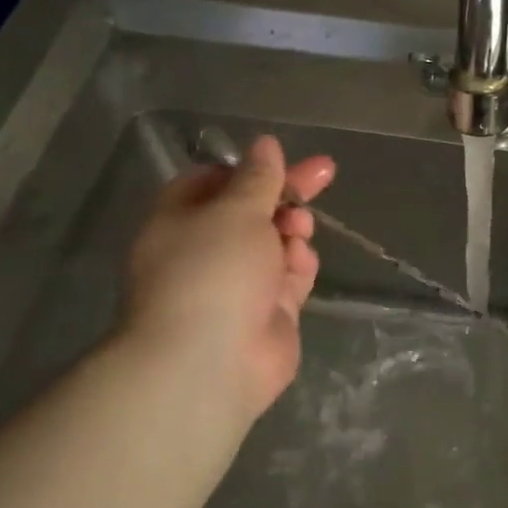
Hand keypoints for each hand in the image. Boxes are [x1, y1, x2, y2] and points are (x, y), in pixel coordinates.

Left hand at [118, 135, 335, 420]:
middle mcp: (207, 249)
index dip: (249, 169)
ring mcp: (238, 283)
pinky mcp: (267, 312)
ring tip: (298, 231)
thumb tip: (265, 144)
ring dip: (292, 230)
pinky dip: (298, 265)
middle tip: (325, 173)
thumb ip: (258, 177)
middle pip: (253, 211)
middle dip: (287, 194)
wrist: (209, 363)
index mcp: (181, 220)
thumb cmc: (212, 271)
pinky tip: (299, 263)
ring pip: (276, 243)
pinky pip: (289, 276)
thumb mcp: (236, 210)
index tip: (282, 160)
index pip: (214, 181)